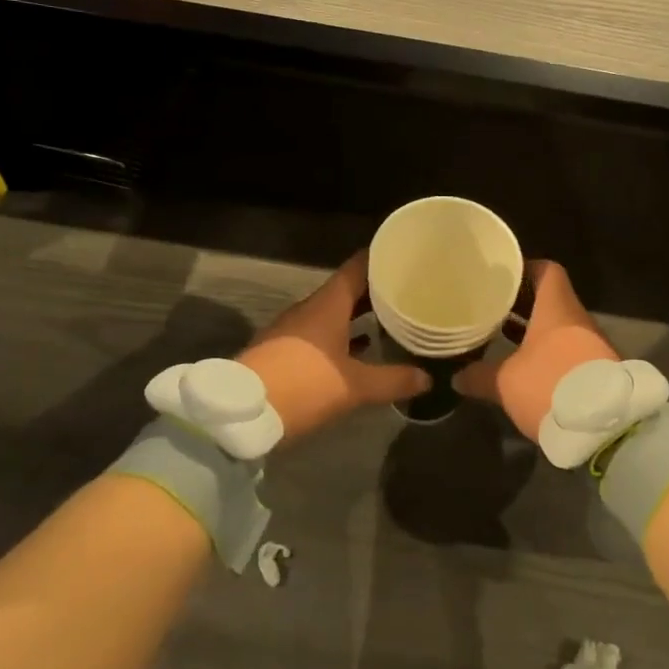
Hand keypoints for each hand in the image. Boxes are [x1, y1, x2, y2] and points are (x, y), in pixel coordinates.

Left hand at [238, 251, 428, 440]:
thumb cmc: (303, 385)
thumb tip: (428, 377)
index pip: (358, 266)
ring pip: (333, 311)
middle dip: (376, 289)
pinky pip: (321, 331)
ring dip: (359, 313)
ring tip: (392, 317)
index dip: (381, 258)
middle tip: (409, 289)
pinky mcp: (284, 349)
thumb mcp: (354, 386)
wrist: (240, 414)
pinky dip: (343, 333)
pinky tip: (361, 348)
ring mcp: (293, 328)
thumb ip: (393, 380)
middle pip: (347, 288)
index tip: (405, 255)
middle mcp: (310, 308)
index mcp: (328, 304)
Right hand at [454, 260, 617, 439]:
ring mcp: (592, 344)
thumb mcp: (506, 382)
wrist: (605, 426)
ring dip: (536, 331)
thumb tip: (457, 377)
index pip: (547, 271)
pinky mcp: (598, 370)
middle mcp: (577, 319)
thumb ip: (480, 376)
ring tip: (504, 338)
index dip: (526, 270)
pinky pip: (570, 350)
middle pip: (551, 300)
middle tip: (493, 309)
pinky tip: (527, 367)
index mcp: (556, 308)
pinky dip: (550, 353)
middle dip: (523, 304)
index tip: (503, 278)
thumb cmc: (550, 385)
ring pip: (560, 327)